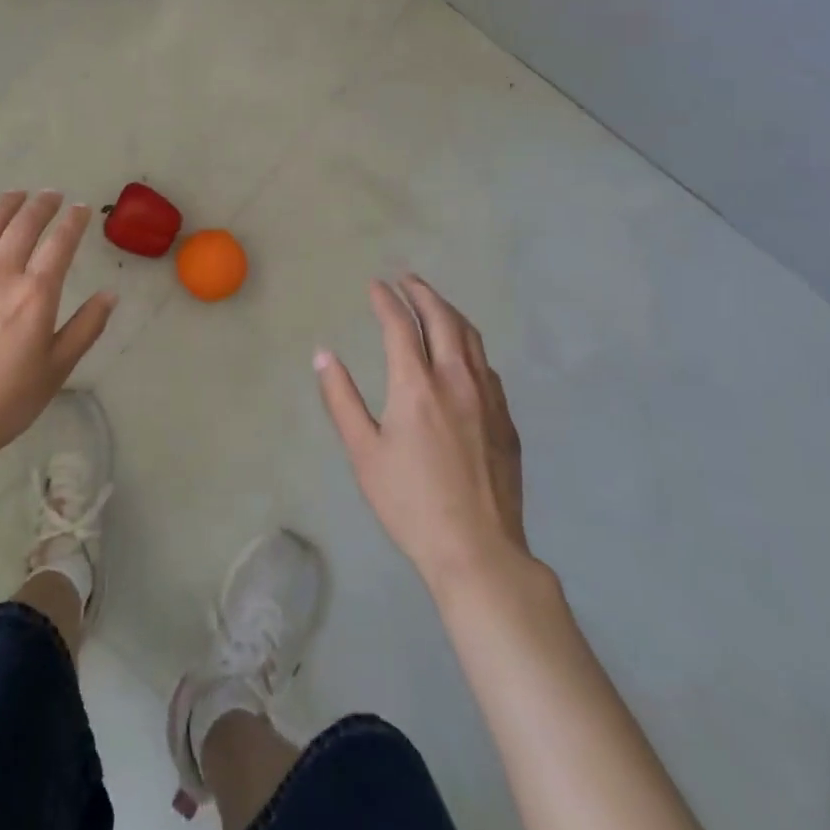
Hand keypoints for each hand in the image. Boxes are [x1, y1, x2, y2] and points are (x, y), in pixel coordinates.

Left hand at [0, 191, 116, 474]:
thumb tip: (110, 295)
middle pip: (23, 226)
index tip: (81, 209)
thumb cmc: (7, 400)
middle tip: (52, 194)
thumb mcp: (57, 369)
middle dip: (41, 205)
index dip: (73, 222)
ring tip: (17, 195)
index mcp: (35, 294)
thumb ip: (86, 327)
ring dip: (5, 206)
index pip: (60, 243)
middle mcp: (1, 275)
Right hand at [316, 276, 529, 595]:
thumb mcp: (363, 453)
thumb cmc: (410, 503)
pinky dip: (468, 344)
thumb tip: (323, 354)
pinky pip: (486, 365)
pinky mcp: (506, 420)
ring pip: (471, 338)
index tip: (375, 285)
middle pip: (442, 319)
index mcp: (417, 386)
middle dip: (422, 292)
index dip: (386, 300)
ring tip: (432, 302)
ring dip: (449, 312)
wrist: (478, 551)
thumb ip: (341, 398)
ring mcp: (488, 399)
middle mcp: (456, 380)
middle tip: (406, 278)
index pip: (401, 325)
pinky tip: (461, 352)